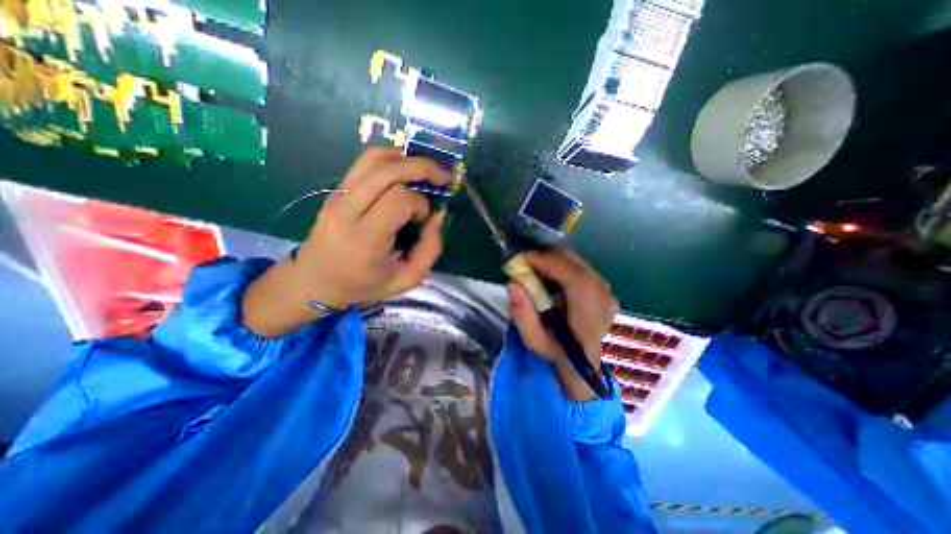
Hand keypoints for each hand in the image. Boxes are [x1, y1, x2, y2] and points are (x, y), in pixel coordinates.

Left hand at [295, 149, 448, 308]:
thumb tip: (438, 216)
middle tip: (442, 178)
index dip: (420, 204)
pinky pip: (366, 162)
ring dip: (406, 159)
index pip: (399, 200)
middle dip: (421, 168)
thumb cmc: (363, 284)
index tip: (423, 219)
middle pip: (388, 170)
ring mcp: (338, 195)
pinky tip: (403, 173)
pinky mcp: (336, 189)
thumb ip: (430, 249)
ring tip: (423, 173)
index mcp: (365, 238)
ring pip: (375, 157)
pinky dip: (391, 160)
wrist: (315, 280)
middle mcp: (348, 209)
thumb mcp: (406, 279)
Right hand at [510, 251, 620, 399]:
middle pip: (578, 266)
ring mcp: (607, 292)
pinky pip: (580, 266)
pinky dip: (561, 263)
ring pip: (579, 263)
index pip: (578, 282)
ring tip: (535, 265)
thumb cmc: (558, 352)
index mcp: (590, 319)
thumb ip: (522, 315)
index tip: (526, 258)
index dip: (552, 264)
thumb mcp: (534, 341)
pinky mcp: (603, 286)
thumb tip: (512, 283)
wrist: (586, 359)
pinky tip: (549, 271)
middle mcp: (604, 301)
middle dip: (549, 257)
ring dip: (554, 259)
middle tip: (526, 260)